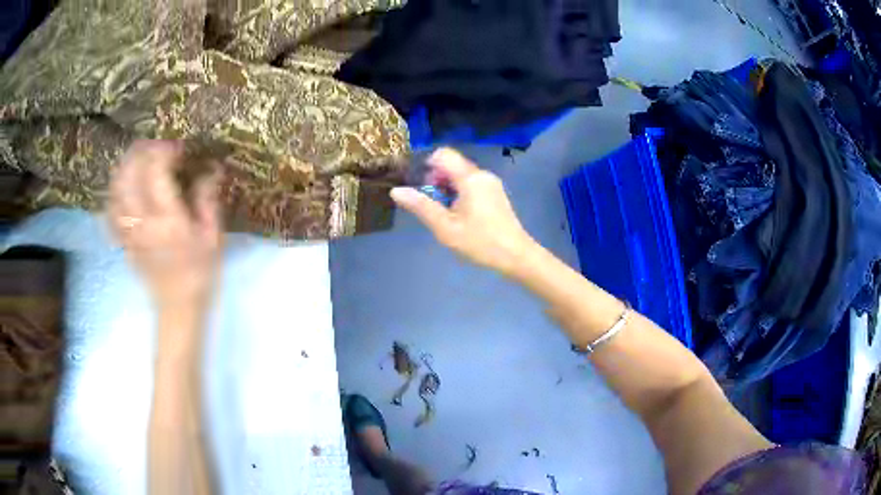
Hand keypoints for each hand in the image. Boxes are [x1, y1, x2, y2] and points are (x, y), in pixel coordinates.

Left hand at [109, 140, 221, 309]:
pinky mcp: (123, 240)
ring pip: (116, 189)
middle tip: (154, 144)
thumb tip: (210, 168)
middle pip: (130, 175)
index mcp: (169, 220)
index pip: (157, 172)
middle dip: (141, 152)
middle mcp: (144, 222)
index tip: (178, 147)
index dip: (165, 150)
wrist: (178, 307)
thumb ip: (208, 200)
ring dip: (125, 166)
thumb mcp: (212, 237)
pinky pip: (110, 210)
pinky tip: (122, 185)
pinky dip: (114, 192)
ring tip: (138, 157)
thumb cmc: (199, 273)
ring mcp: (129, 232)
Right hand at [390, 148, 535, 276]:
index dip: (427, 166)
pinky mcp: (496, 193)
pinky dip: (460, 192)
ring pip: (461, 175)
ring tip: (446, 214)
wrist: (516, 256)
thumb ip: (421, 206)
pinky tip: (461, 215)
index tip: (422, 188)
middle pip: (452, 164)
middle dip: (436, 180)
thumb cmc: (480, 242)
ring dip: (448, 188)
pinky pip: (472, 183)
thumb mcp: (445, 227)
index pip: (443, 154)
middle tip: (433, 206)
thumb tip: (396, 191)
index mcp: (470, 178)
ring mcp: (491, 183)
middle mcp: (482, 174)